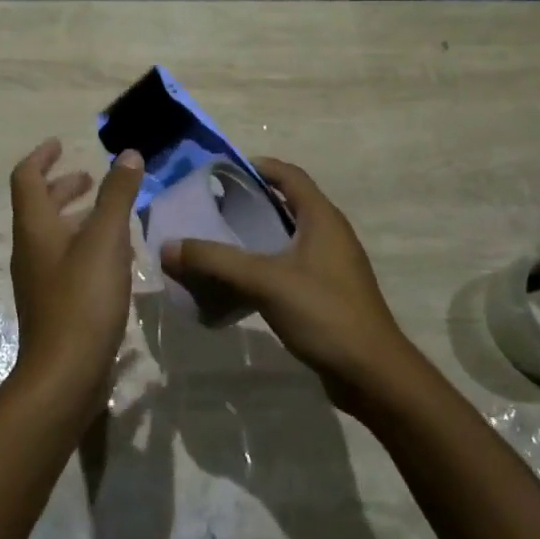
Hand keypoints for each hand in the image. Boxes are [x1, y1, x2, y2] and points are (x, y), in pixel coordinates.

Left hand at [9, 139, 144, 402]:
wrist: (65, 373)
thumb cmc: (83, 297)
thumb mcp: (106, 239)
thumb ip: (117, 194)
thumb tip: (127, 154)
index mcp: (35, 227)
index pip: (26, 177)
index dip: (42, 157)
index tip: (60, 144)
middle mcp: (30, 249)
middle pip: (39, 206)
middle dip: (63, 186)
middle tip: (90, 178)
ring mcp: (39, 279)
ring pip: (54, 234)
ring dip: (76, 216)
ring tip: (109, 213)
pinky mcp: (54, 304)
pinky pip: (65, 260)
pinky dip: (84, 244)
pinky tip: (113, 256)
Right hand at [159, 158, 415, 403]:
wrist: (371, 373)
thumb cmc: (323, 312)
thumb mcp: (264, 280)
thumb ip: (215, 261)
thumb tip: (168, 247)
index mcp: (322, 217)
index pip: (289, 175)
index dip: (258, 166)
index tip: (221, 171)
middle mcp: (330, 233)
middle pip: (287, 204)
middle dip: (250, 201)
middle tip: (211, 207)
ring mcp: (331, 265)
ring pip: (288, 237)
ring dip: (256, 235)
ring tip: (218, 241)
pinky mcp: (328, 292)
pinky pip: (291, 265)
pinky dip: (265, 263)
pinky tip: (239, 280)